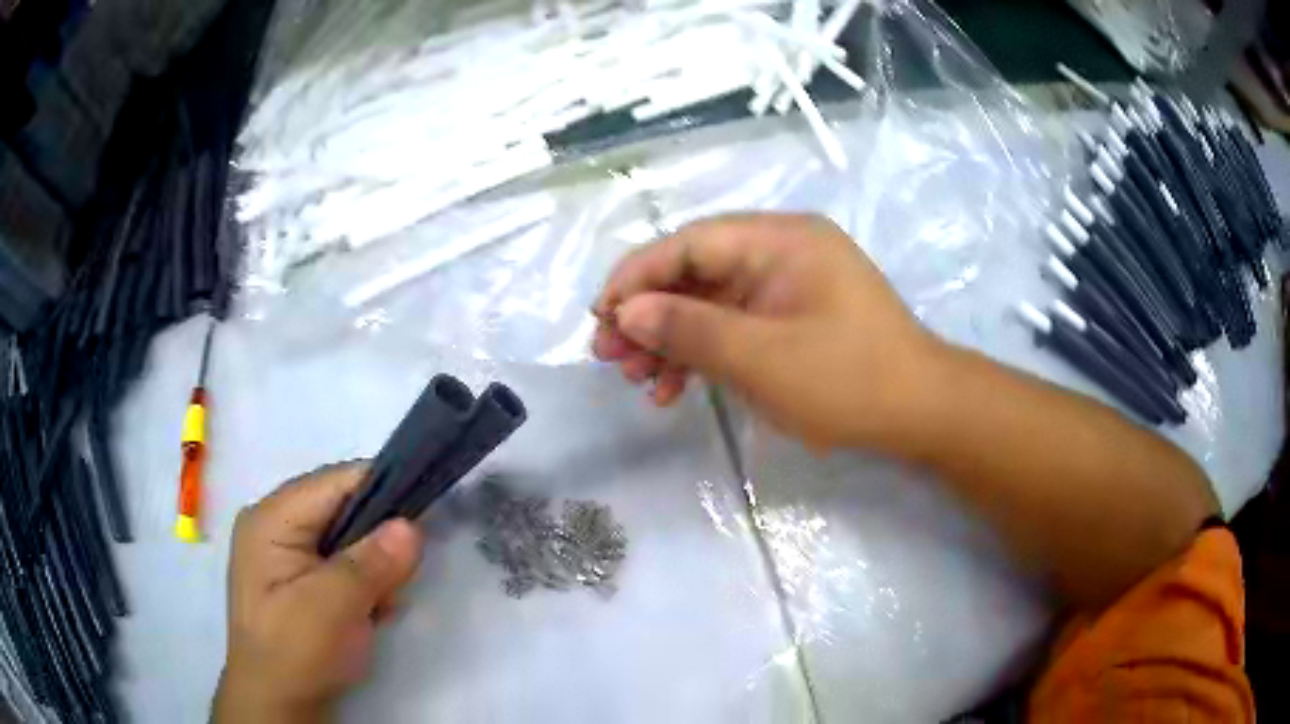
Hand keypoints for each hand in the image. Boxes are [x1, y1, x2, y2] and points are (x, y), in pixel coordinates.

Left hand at [213, 463, 424, 722]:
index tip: (423, 514)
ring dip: (372, 567)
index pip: (334, 482)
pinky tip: (369, 611)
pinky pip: (339, 563)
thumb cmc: (296, 651)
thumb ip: (373, 564)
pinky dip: (362, 583)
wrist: (277, 703)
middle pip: (340, 508)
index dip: (381, 489)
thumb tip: (412, 526)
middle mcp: (275, 525)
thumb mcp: (334, 606)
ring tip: (381, 604)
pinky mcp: (297, 579)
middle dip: (377, 539)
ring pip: (345, 538)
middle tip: (400, 577)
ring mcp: (283, 553)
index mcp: (271, 518)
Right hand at [593, 213, 944, 449]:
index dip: (638, 277)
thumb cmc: (848, 379)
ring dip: (670, 340)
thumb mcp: (762, 358)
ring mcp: (787, 287)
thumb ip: (689, 330)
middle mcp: (781, 252)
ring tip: (636, 381)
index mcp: (780, 240)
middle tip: (608, 356)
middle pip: (695, 272)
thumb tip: (627, 313)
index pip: (690, 243)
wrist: (920, 413)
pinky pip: (734, 327)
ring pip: (710, 303)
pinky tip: (674, 389)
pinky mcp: (790, 320)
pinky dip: (703, 355)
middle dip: (649, 314)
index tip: (601, 317)